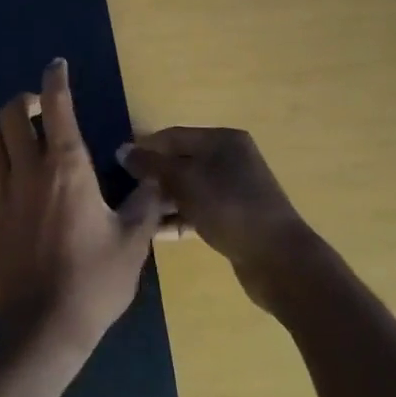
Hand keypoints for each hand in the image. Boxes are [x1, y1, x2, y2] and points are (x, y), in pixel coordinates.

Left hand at [0, 59, 168, 357]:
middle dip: (23, 100)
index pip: (56, 107)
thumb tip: (157, 178)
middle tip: (41, 109)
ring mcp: (1, 193)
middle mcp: (28, 170)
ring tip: (22, 136)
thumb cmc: (94, 281)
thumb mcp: (132, 242)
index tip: (58, 65)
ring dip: (5, 129)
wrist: (43, 325)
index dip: (56, 80)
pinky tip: (1, 170)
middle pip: (9, 115)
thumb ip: (146, 203)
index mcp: (66, 168)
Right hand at [118, 127, 317, 312]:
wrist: (279, 260)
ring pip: (186, 189)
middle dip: (151, 176)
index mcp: (222, 141)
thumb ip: (150, 165)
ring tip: (132, 213)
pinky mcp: (232, 218)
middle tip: (122, 191)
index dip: (143, 148)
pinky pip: (196, 211)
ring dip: (161, 200)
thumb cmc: (228, 207)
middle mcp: (229, 159)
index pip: (172, 136)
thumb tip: (121, 150)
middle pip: (179, 162)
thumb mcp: (184, 180)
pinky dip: (176, 218)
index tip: (116, 164)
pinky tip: (152, 231)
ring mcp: (232, 190)